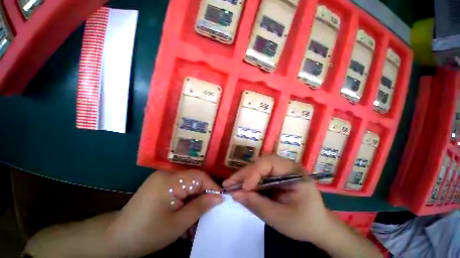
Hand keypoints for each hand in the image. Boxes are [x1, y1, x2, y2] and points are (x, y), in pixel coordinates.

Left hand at [106, 170, 222, 256]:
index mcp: (169, 181)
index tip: (220, 198)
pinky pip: (179, 185)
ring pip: (188, 182)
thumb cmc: (148, 234)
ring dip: (195, 195)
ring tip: (198, 212)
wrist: (118, 238)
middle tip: (209, 208)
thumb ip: (201, 207)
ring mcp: (162, 176)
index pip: (199, 176)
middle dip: (203, 192)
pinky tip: (186, 209)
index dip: (212, 185)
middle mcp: (166, 173)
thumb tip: (219, 197)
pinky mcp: (160, 182)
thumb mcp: (178, 224)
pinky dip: (186, 196)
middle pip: (193, 178)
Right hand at [223, 155, 330, 243]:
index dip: (254, 173)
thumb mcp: (280, 218)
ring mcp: (280, 170)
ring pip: (258, 168)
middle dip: (245, 174)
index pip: (270, 163)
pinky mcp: (275, 175)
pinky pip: (259, 174)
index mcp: (294, 172)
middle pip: (261, 164)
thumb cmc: (304, 223)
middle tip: (229, 184)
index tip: (243, 188)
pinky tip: (240, 186)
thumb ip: (257, 205)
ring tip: (231, 185)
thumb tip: (235, 195)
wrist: (317, 226)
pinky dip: (249, 181)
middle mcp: (286, 166)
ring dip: (244, 176)